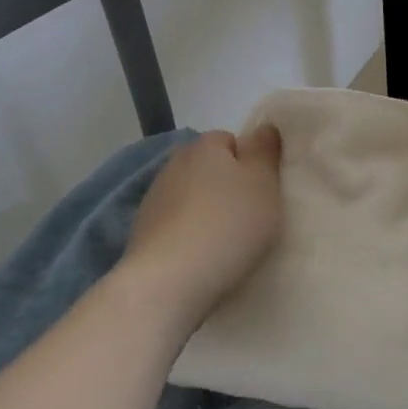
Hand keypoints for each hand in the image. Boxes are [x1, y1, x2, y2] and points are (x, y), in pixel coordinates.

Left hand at [120, 126, 283, 328]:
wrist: (170, 280)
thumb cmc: (227, 225)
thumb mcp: (263, 185)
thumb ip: (265, 152)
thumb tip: (263, 128)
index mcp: (204, 146)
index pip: (229, 140)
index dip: (248, 162)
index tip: (262, 191)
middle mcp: (174, 164)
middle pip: (208, 168)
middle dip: (225, 186)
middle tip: (248, 217)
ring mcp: (154, 198)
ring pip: (190, 196)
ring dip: (204, 211)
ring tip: (224, 242)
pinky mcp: (142, 230)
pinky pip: (175, 224)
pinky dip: (187, 234)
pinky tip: (200, 257)